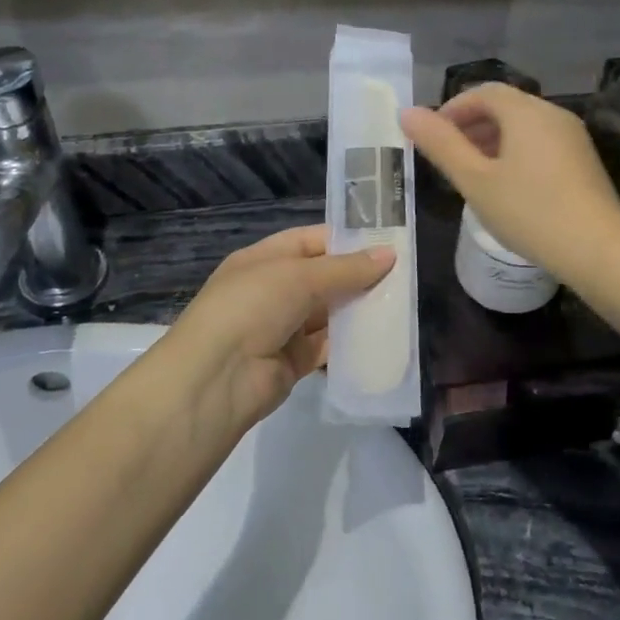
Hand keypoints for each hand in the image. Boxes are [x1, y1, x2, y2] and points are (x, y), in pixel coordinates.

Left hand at [170, 225, 395, 428]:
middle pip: (323, 278)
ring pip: (329, 313)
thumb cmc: (252, 307)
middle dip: (358, 276)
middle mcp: (272, 291)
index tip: (386, 242)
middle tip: (403, 275)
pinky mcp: (294, 362)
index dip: (346, 240)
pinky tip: (382, 336)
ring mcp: (282, 328)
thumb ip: (345, 268)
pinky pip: (329, 346)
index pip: (310, 241)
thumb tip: (389, 254)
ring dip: (358, 309)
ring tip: (401, 302)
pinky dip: (352, 342)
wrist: (216, 379)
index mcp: (264, 260)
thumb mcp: (299, 277)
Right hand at [400, 84, 619, 283]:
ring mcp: (573, 137)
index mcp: (525, 112)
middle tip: (448, 157)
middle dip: (472, 125)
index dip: (453, 109)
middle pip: (505, 106)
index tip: (432, 137)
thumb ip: (440, 144)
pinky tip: (507, 186)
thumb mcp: (475, 180)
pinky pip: (541, 143)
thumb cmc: (529, 211)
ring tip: (472, 173)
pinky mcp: (583, 160)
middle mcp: (553, 114)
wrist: (598, 249)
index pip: (483, 92)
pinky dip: (516, 152)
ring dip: (493, 140)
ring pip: (524, 126)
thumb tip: (407, 112)